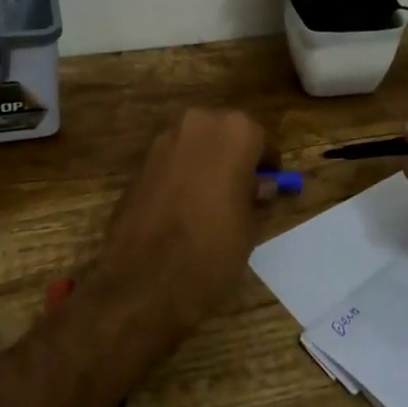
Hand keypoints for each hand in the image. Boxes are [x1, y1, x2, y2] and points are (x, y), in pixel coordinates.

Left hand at [97, 108, 273, 338]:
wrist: (143, 282)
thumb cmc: (212, 250)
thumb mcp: (250, 226)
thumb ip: (256, 196)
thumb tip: (259, 185)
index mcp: (234, 132)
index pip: (260, 139)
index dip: (265, 164)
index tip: (267, 186)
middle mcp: (198, 124)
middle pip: (225, 134)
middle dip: (233, 157)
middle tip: (241, 192)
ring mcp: (163, 141)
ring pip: (196, 145)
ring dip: (206, 165)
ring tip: (211, 203)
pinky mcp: (139, 164)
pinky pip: (172, 163)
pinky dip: (181, 177)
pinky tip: (183, 210)